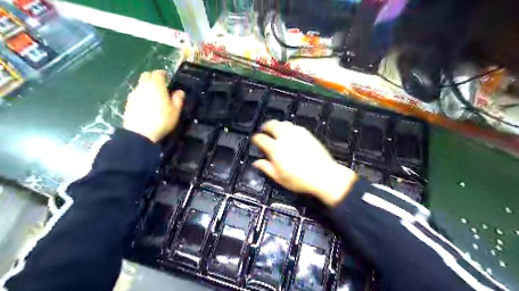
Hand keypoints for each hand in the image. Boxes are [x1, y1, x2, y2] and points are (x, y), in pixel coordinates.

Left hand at [122, 71, 184, 143]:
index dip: (163, 73)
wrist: (140, 133)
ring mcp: (134, 94)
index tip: (167, 76)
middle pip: (146, 75)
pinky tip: (146, 103)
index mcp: (156, 86)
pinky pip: (136, 94)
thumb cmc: (162, 120)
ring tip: (154, 95)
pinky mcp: (128, 102)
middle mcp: (143, 86)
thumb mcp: (175, 111)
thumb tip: (180, 91)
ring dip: (147, 86)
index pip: (158, 73)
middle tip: (160, 84)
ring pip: (140, 84)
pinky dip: (142, 94)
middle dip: (153, 77)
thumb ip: (178, 99)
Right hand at [253, 120, 358, 205]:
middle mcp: (285, 137)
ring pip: (284, 123)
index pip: (261, 138)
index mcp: (276, 148)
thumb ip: (266, 168)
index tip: (255, 140)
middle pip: (272, 125)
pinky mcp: (307, 134)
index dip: (256, 138)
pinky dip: (288, 127)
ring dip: (277, 125)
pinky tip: (289, 134)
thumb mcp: (279, 177)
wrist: (323, 175)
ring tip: (275, 130)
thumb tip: (256, 162)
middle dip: (265, 126)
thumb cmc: (299, 180)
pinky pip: (294, 126)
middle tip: (264, 130)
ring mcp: (297, 133)